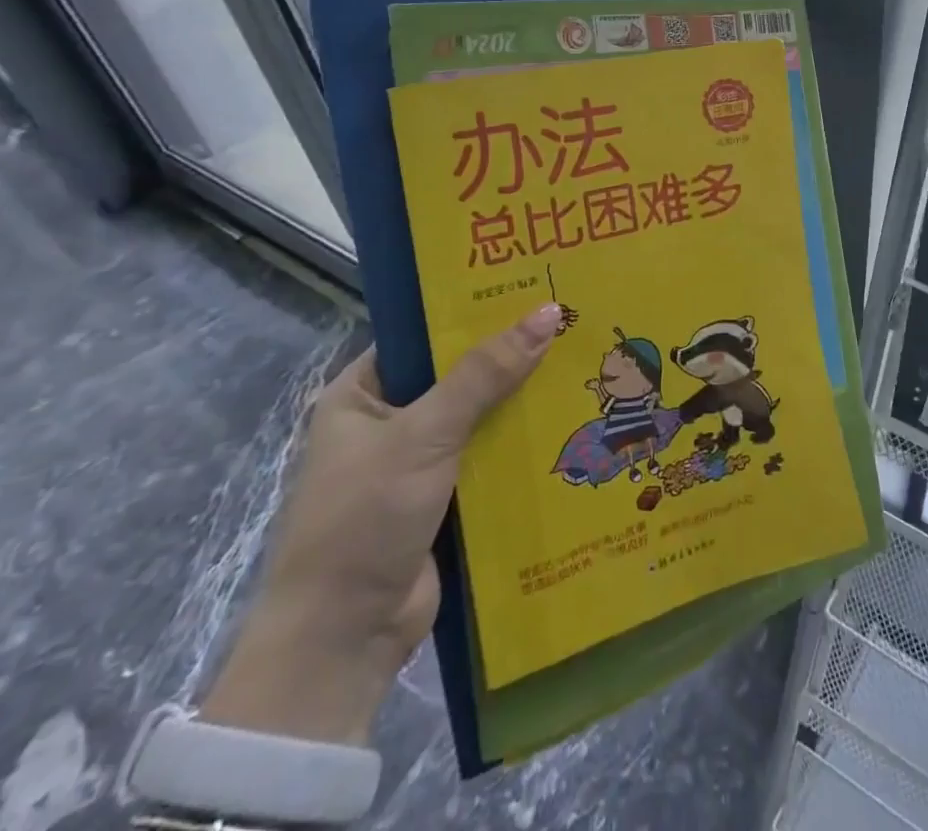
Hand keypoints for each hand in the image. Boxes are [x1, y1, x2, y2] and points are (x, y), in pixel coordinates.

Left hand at [201, 304, 561, 743]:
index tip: (531, 286)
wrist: (343, 640)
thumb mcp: (424, 433)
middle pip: (460, 374)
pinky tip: (572, 418)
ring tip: (584, 359)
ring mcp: (420, 463)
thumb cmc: (365, 517)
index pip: (424, 334)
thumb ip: (485, 374)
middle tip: (572, 318)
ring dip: (523, 400)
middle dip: (510, 355)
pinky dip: (522, 443)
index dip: (474, 310)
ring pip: (482, 416)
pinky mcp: (448, 499)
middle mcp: (390, 422)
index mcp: (363, 393)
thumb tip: (549, 312)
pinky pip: (491, 457)